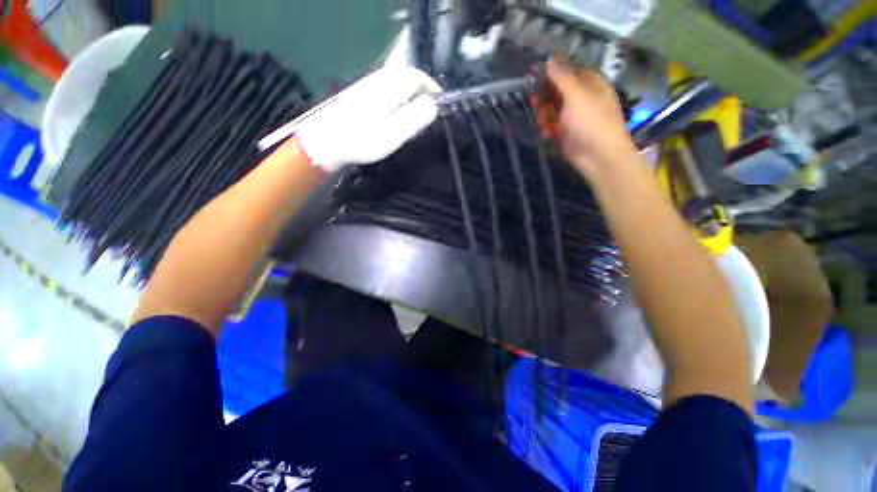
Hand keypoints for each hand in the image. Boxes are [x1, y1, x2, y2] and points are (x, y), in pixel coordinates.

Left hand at [295, 67, 440, 172]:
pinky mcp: (362, 96)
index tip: (440, 105)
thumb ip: (417, 116)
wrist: (327, 141)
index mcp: (392, 85)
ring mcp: (370, 86)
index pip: (419, 77)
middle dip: (422, 94)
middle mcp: (381, 79)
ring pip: (398, 86)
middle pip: (409, 79)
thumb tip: (433, 104)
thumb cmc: (363, 138)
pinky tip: (395, 118)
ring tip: (415, 119)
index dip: (433, 89)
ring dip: (410, 99)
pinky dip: (398, 103)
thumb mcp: (395, 131)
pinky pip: (387, 93)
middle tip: (428, 115)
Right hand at [545, 60, 638, 178]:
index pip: (570, 70)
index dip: (554, 68)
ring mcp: (572, 117)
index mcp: (591, 84)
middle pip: (558, 90)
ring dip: (543, 111)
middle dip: (545, 92)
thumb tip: (549, 60)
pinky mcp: (564, 133)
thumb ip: (562, 78)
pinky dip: (545, 126)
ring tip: (539, 117)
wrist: (597, 156)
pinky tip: (544, 130)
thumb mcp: (577, 95)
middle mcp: (581, 98)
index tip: (535, 69)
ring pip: (552, 108)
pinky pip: (551, 125)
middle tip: (532, 94)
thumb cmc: (592, 121)